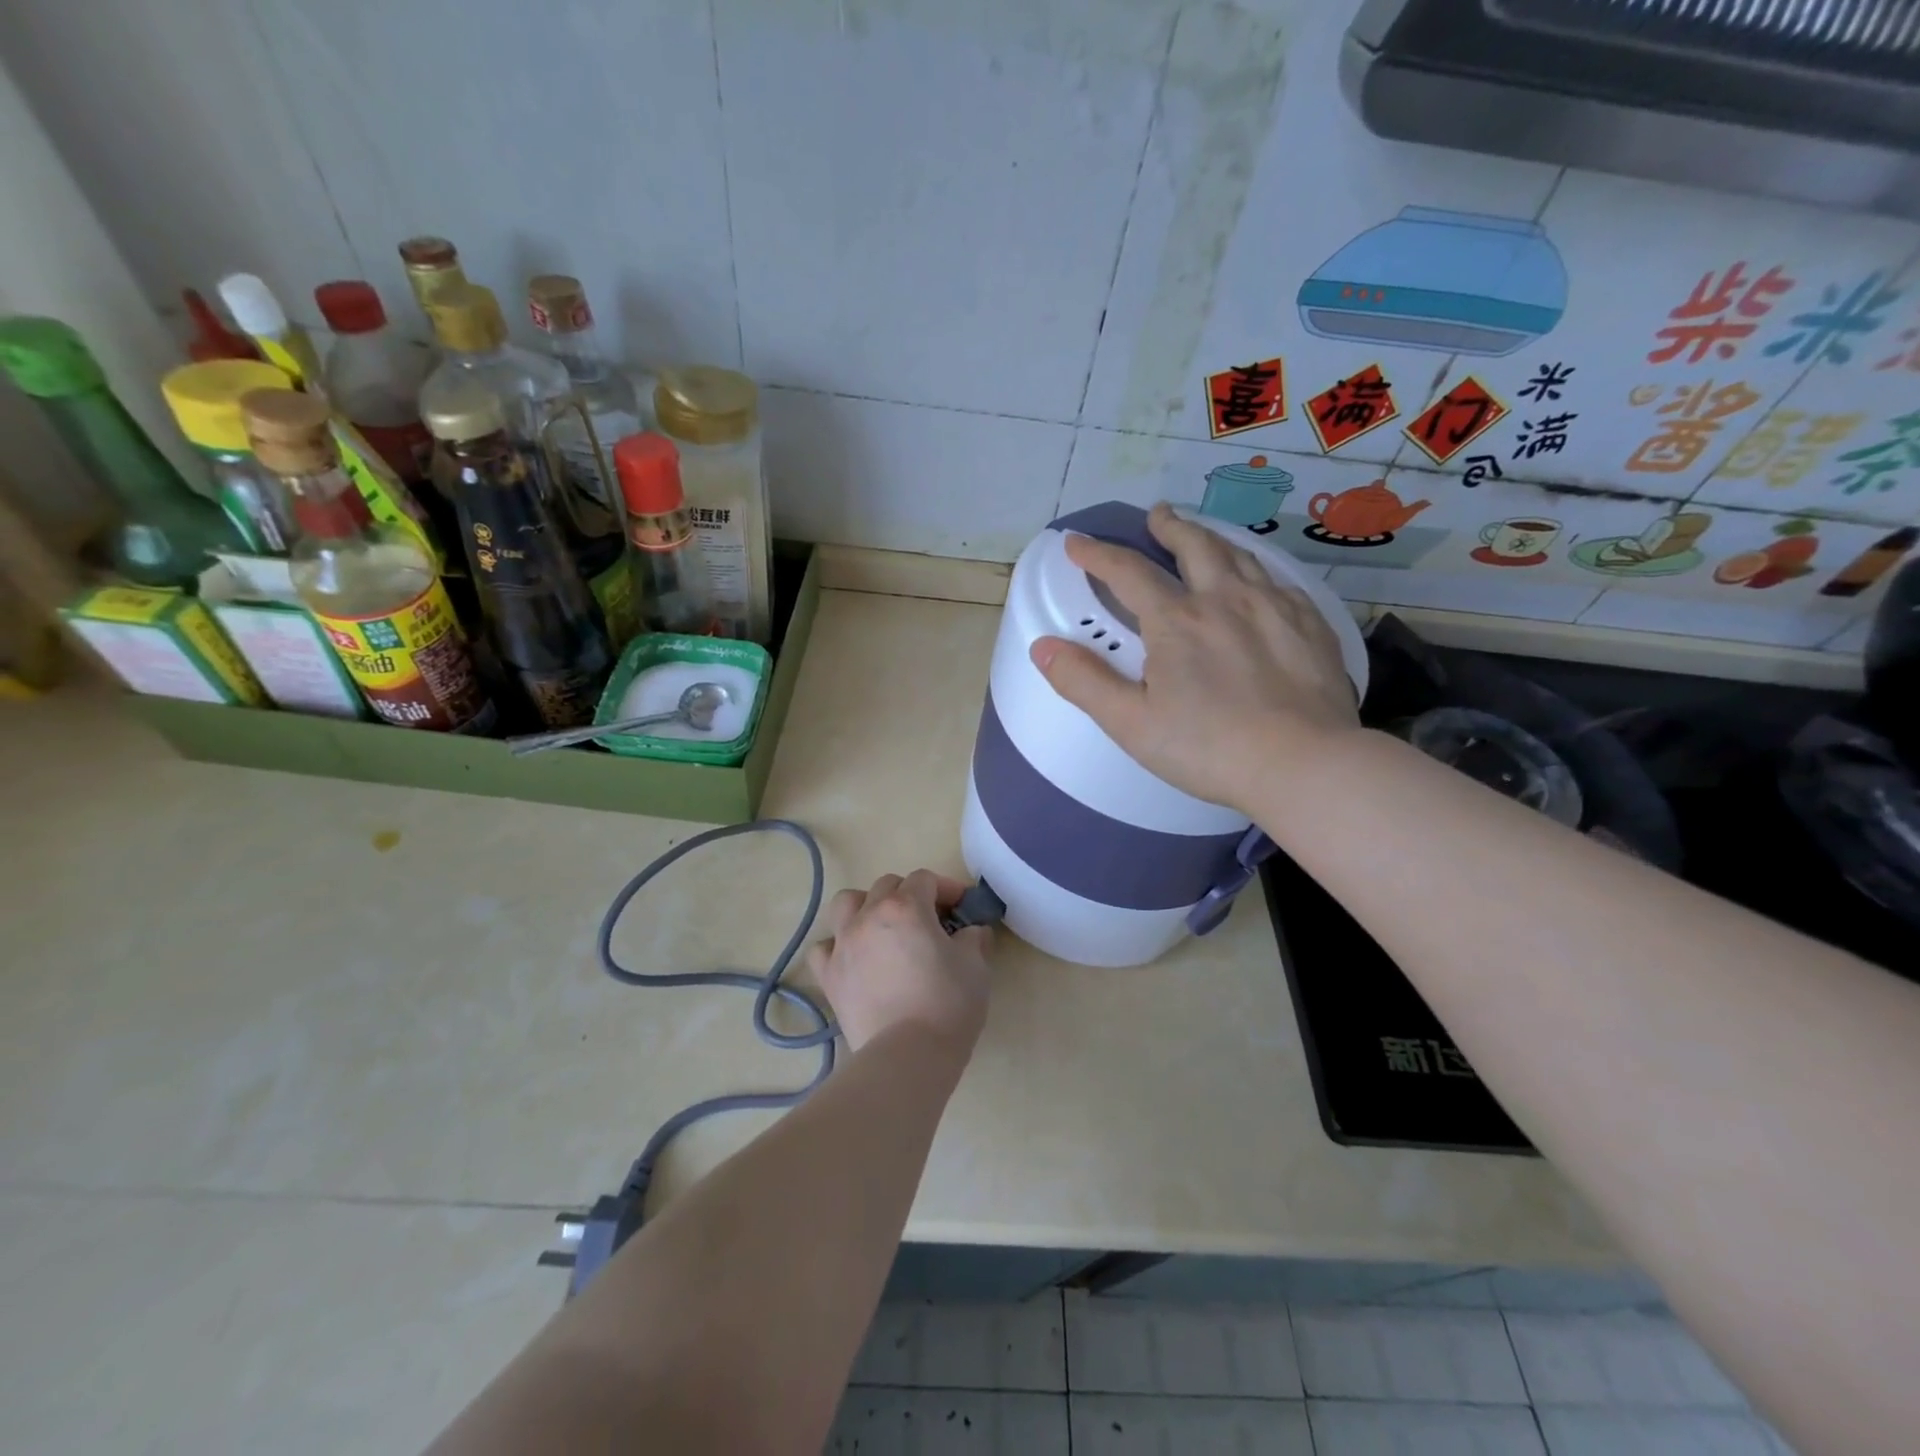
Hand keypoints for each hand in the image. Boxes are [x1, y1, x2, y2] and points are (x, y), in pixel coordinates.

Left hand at [806, 870, 992, 1057]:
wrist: (908, 1056)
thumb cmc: (948, 1005)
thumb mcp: (976, 967)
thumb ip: (973, 939)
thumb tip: (972, 931)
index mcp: (906, 907)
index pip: (925, 879)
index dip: (947, 888)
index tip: (963, 908)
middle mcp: (869, 916)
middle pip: (887, 885)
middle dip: (910, 894)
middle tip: (930, 920)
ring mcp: (843, 944)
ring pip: (847, 903)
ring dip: (866, 906)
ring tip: (883, 927)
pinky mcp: (828, 976)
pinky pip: (824, 947)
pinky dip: (837, 946)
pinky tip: (854, 959)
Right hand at [1030, 502, 1360, 814]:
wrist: (1304, 765)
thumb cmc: (1208, 748)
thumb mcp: (1131, 723)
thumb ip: (1083, 682)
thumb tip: (1042, 647)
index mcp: (1176, 621)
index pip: (1128, 572)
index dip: (1097, 554)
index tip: (1077, 544)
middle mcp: (1224, 599)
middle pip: (1194, 546)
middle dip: (1169, 526)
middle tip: (1157, 515)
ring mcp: (1273, 607)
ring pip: (1240, 556)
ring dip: (1213, 540)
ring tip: (1202, 536)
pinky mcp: (1310, 624)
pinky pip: (1278, 581)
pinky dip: (1256, 570)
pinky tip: (1258, 581)